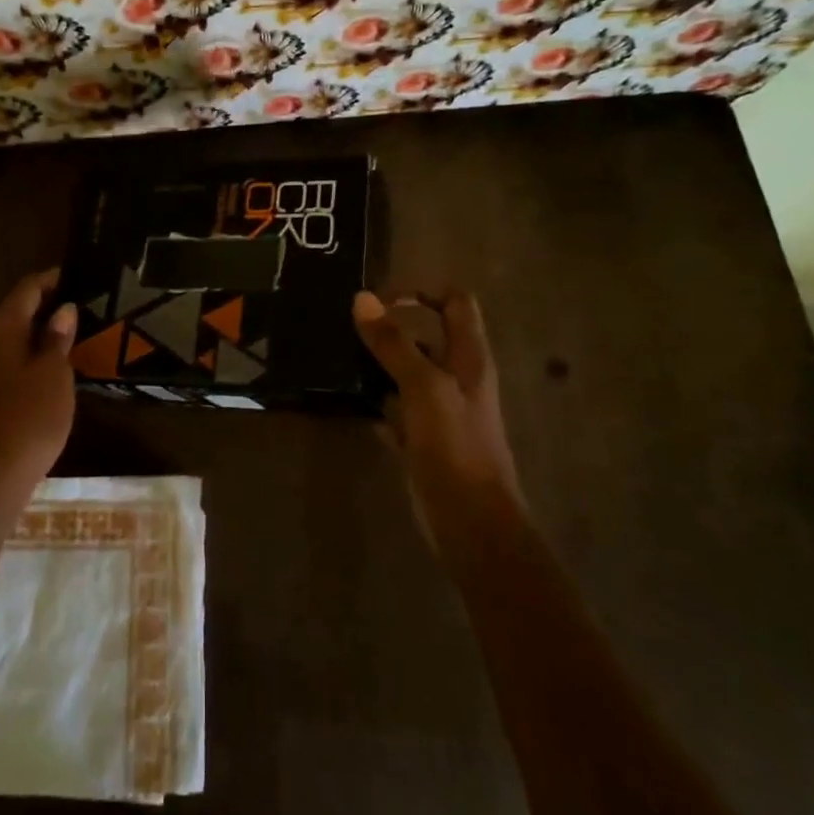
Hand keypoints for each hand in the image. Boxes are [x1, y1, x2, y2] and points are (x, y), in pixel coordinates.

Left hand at [0, 270, 77, 501]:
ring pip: (15, 337)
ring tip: (78, 332)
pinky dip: (34, 354)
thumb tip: (63, 309)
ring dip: (43, 332)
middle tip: (86, 304)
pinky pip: (12, 360)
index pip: (28, 288)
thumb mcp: (54, 374)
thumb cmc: (29, 417)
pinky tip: (58, 365)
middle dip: (50, 305)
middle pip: (18, 310)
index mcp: (1, 328)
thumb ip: (58, 338)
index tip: (82, 275)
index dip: (53, 279)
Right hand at [352, 289, 525, 548]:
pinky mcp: (425, 441)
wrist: (471, 522)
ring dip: (381, 365)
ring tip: (342, 359)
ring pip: (410, 375)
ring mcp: (442, 412)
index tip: (382, 300)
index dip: (423, 292)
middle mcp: (458, 378)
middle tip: (351, 328)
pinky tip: (354, 404)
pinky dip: (379, 404)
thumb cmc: (454, 446)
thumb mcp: (423, 386)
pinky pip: (398, 412)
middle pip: (429, 338)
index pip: (456, 303)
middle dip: (394, 328)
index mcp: (469, 357)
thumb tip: (362, 298)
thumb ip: (394, 343)